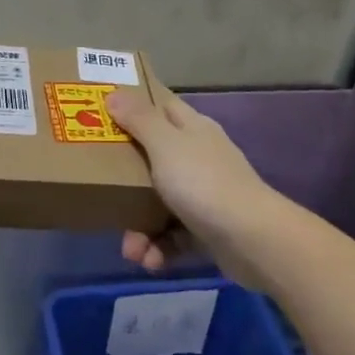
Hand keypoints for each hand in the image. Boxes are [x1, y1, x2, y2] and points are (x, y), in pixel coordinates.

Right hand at [105, 86, 285, 283]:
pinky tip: (150, 262)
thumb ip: (140, 120)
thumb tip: (115, 93)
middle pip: (153, 157)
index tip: (103, 111)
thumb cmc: (204, 183)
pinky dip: (159, 248)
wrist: (254, 241)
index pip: (161, 105)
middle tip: (100, 186)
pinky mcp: (208, 228)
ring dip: (140, 227)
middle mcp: (199, 156)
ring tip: (130, 250)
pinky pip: (174, 234)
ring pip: (160, 202)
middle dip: (125, 179)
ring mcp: (205, 193)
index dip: (134, 105)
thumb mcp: (166, 145)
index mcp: (192, 128)